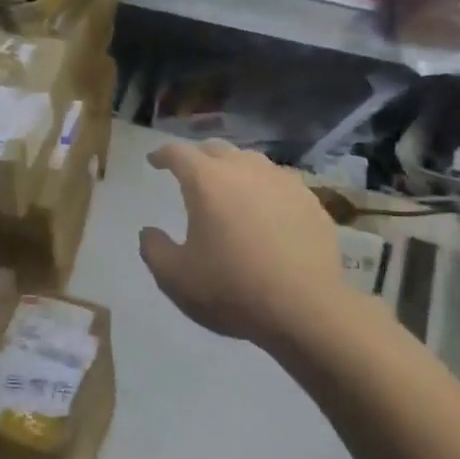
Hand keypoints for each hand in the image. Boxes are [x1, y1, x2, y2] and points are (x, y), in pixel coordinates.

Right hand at [140, 140, 344, 345]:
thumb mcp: (175, 278)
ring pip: (251, 162)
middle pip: (216, 149)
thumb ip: (154, 249)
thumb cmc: (232, 289)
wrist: (306, 309)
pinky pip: (280, 184)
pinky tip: (267, 211)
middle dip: (198, 157)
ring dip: (234, 169)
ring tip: (230, 189)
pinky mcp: (310, 201)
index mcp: (206, 181)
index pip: (178, 153)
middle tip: (191, 173)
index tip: (154, 161)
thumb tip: (149, 232)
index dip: (162, 155)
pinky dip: (265, 190)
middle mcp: (244, 169)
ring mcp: (282, 181)